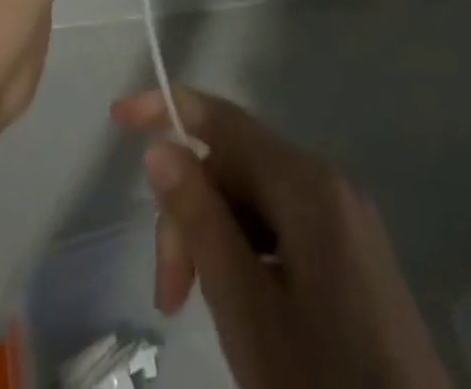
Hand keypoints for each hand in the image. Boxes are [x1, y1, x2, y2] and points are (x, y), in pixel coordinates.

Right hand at [114, 87, 451, 388]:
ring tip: (199, 308)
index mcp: (307, 184)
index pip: (224, 121)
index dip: (168, 109)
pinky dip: (247, 253)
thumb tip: (161, 149)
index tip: (118, 118)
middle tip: (170, 295)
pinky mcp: (352, 256)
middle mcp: (329, 184)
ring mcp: (345, 220)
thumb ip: (201, 221)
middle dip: (193, 213)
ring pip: (256, 201)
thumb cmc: (323, 387)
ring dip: (216, 239)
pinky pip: (282, 228)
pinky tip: (242, 306)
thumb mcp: (246, 310)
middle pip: (237, 168)